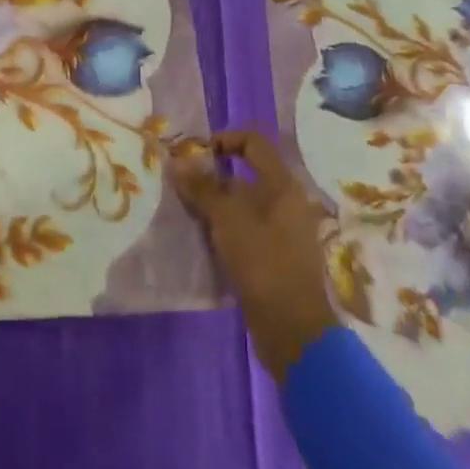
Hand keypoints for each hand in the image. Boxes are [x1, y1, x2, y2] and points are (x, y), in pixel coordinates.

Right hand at [170, 130, 338, 377]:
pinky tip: (203, 236)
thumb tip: (176, 162)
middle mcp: (286, 202)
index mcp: (282, 185)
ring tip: (187, 210)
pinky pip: (246, 227)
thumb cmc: (263, 262)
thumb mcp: (226, 219)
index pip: (253, 142)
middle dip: (212, 175)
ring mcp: (283, 230)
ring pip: (244, 203)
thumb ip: (201, 188)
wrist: (293, 329)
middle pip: (246, 173)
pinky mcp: (275, 255)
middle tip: (183, 184)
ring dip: (215, 202)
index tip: (196, 154)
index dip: (223, 139)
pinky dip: (224, 225)